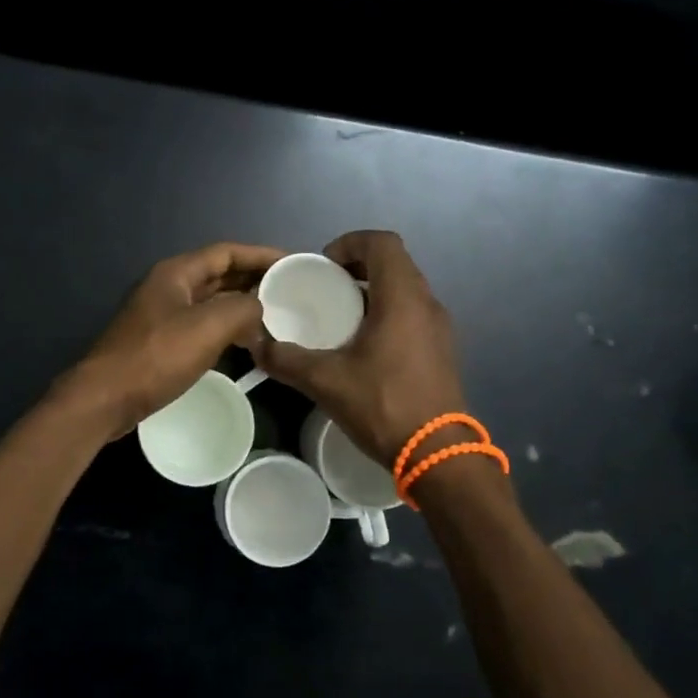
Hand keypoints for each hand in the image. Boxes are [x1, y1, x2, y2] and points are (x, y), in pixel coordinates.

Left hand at [65, 242, 285, 437]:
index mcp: (176, 273)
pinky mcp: (159, 341)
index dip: (261, 254)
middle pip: (218, 274)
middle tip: (289, 290)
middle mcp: (168, 287)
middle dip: (252, 279)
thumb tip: (259, 308)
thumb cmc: (156, 357)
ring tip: (274, 314)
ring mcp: (161, 314)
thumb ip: (242, 309)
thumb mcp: (208, 327)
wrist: (106, 398)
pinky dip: (225, 327)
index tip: (292, 263)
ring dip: (240, 305)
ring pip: (210, 301)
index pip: (226, 252)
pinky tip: (244, 342)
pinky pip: (200, 324)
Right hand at [247, 230, 466, 467]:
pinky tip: (362, 347)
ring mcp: (439, 328)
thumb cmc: (383, 405)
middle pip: (394, 263)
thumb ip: (286, 359)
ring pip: (404, 290)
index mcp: (402, 298)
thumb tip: (256, 345)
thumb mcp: (325, 381)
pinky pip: (411, 314)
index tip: (323, 266)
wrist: (438, 455)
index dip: (350, 242)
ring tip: (338, 317)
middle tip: (324, 289)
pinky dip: (386, 314)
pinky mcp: (441, 350)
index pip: (382, 242)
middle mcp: (427, 304)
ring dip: (372, 292)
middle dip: (357, 267)